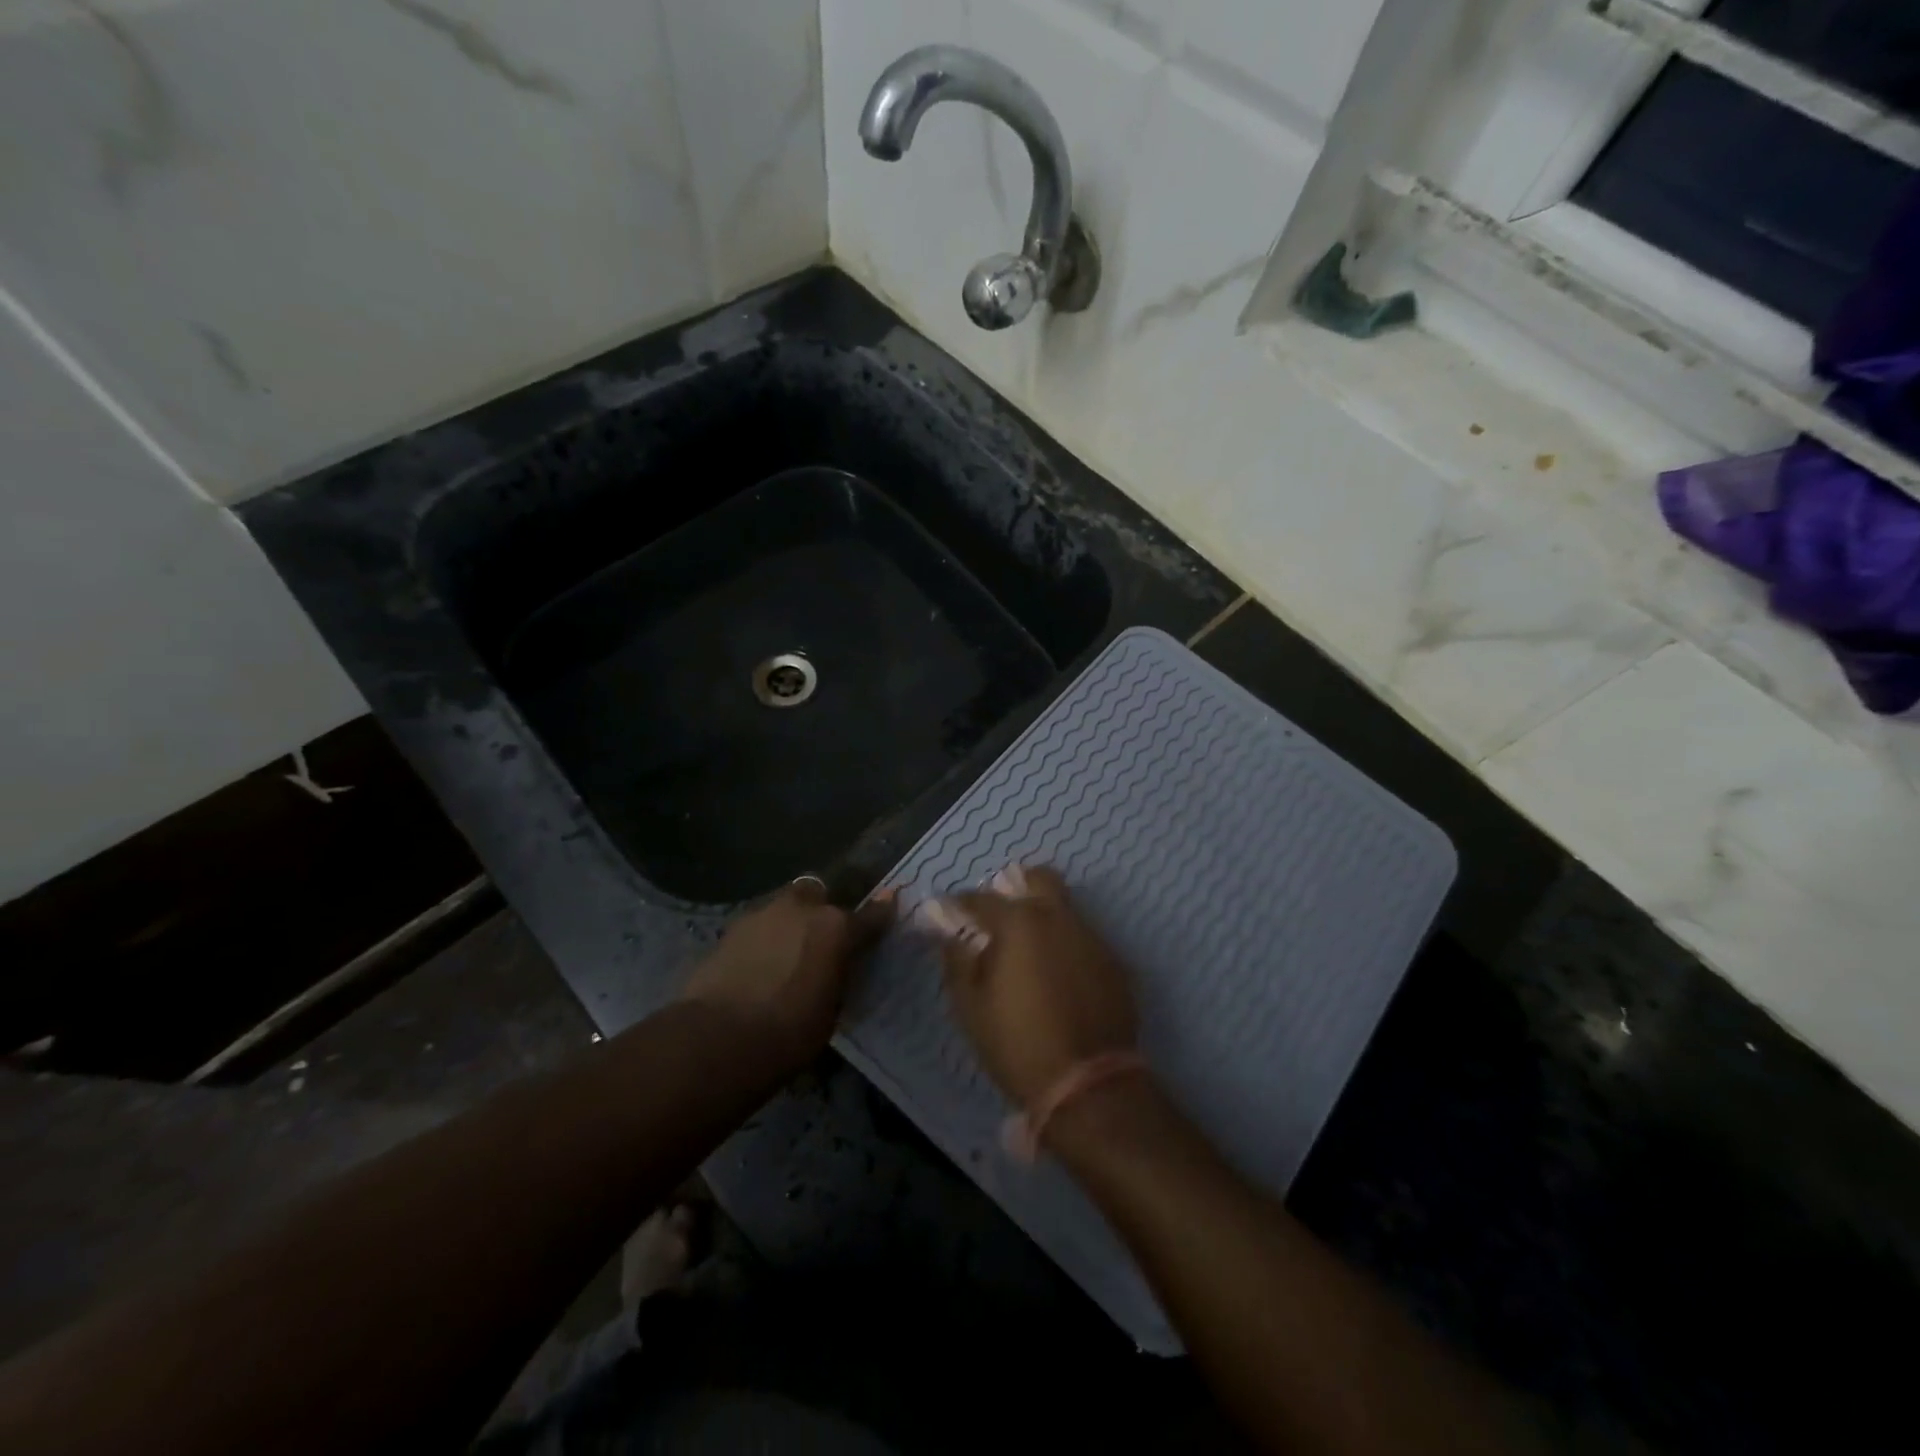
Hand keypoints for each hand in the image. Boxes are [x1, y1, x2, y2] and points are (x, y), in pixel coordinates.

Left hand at [681, 878, 894, 1075]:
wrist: (718, 1038)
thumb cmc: (789, 1033)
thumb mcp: (831, 1010)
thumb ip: (840, 976)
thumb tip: (840, 966)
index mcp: (837, 928)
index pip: (870, 914)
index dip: (880, 912)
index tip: (889, 905)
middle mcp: (803, 909)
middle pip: (819, 893)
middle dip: (821, 908)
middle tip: (821, 935)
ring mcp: (763, 914)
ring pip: (784, 906)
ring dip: (789, 922)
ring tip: (787, 952)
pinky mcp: (731, 928)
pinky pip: (759, 925)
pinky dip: (764, 938)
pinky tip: (759, 962)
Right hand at [926, 864, 1138, 1107]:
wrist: (1088, 1084)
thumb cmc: (1017, 1042)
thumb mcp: (970, 1006)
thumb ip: (957, 960)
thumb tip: (950, 933)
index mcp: (1019, 922)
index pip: (982, 898)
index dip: (961, 904)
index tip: (950, 912)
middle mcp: (1058, 917)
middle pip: (1039, 878)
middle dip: (1017, 885)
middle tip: (1001, 914)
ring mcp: (1092, 937)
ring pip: (1065, 908)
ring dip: (1044, 915)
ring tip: (1029, 947)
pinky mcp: (1114, 961)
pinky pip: (1084, 938)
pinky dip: (1066, 943)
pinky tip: (1057, 972)